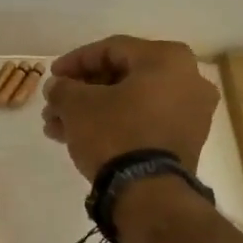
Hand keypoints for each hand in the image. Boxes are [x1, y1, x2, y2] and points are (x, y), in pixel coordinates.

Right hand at [41, 35, 219, 179]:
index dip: (74, 62)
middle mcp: (188, 79)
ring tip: (58, 128)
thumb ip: (63, 88)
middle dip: (82, 92)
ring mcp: (191, 113)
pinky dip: (114, 125)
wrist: (148, 192)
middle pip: (122, 77)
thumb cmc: (114, 134)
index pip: (111, 49)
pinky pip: (143, 123)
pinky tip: (81, 139)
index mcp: (167, 58)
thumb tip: (58, 86)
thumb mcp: (77, 106)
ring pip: (130, 103)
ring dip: (92, 112)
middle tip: (54, 106)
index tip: (51, 77)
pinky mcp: (185, 142)